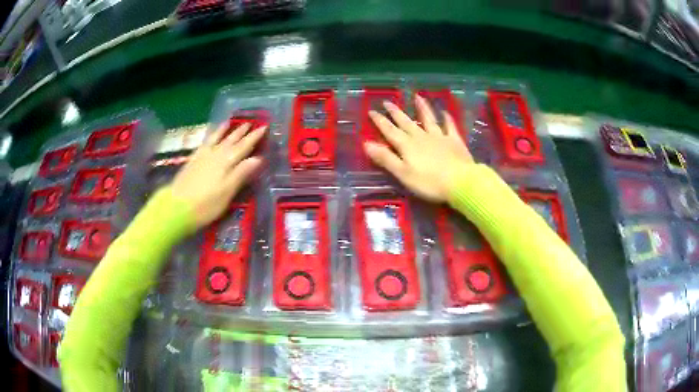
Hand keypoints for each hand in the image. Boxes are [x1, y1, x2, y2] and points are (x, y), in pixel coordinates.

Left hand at [171, 123, 264, 228]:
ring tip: (229, 122)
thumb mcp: (227, 191)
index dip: (254, 137)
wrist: (177, 207)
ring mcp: (202, 157)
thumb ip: (242, 173)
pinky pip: (204, 143)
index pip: (244, 147)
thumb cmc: (206, 204)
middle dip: (241, 132)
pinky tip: (210, 136)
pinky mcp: (192, 161)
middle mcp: (215, 155)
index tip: (264, 127)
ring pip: (216, 139)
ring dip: (224, 130)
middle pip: (231, 140)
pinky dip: (209, 137)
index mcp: (227, 162)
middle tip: (250, 123)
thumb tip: (258, 158)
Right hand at [364, 95, 473, 202]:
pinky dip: (447, 118)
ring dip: (422, 108)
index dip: (380, 121)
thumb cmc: (428, 182)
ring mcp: (439, 137)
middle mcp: (421, 137)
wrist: (460, 182)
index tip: (371, 110)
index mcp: (407, 145)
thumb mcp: (403, 173)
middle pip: (406, 122)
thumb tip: (366, 143)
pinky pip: (450, 126)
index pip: (390, 131)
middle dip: (395, 112)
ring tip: (417, 96)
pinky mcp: (454, 141)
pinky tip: (445, 112)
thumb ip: (386, 158)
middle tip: (387, 101)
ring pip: (428, 119)